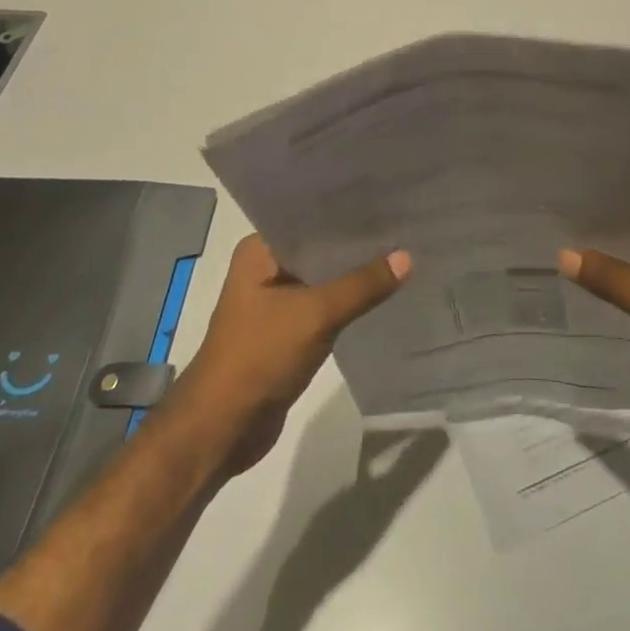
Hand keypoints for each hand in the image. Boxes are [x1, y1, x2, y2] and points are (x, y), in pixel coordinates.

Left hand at [176, 234, 409, 474]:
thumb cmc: (258, 357)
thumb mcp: (315, 314)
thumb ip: (362, 285)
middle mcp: (266, 269)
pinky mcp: (287, 332)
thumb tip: (408, 256)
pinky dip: (349, 303)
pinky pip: (325, 307)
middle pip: (320, 248)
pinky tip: (383, 295)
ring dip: (355, 275)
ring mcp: (275, 302)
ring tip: (403, 254)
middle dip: (356, 244)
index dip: (347, 210)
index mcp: (259, 251)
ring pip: (324, 279)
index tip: (388, 200)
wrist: (221, 430)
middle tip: (404, 226)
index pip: (310, 218)